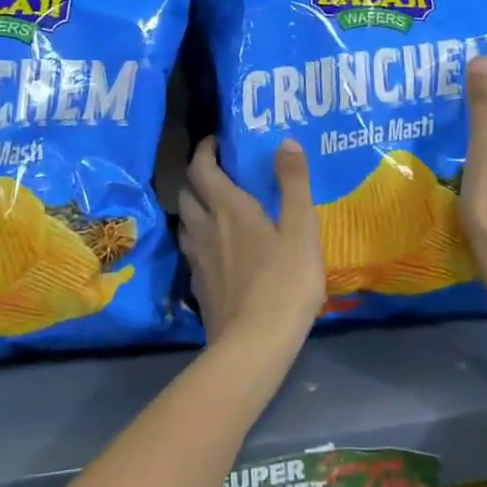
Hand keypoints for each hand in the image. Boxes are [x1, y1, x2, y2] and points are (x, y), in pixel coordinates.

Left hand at [177, 136, 325, 356]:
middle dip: (198, 177)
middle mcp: (205, 228)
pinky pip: (191, 251)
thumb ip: (294, 183)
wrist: (254, 345)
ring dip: (194, 208)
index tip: (216, 141)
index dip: (205, 150)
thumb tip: (284, 141)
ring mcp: (198, 260)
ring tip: (214, 208)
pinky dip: (199, 239)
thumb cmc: (284, 282)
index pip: (202, 168)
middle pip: (187, 193)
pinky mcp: (198, 287)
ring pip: (185, 223)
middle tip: (218, 173)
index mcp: (229, 209)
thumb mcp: (301, 229)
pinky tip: (216, 251)